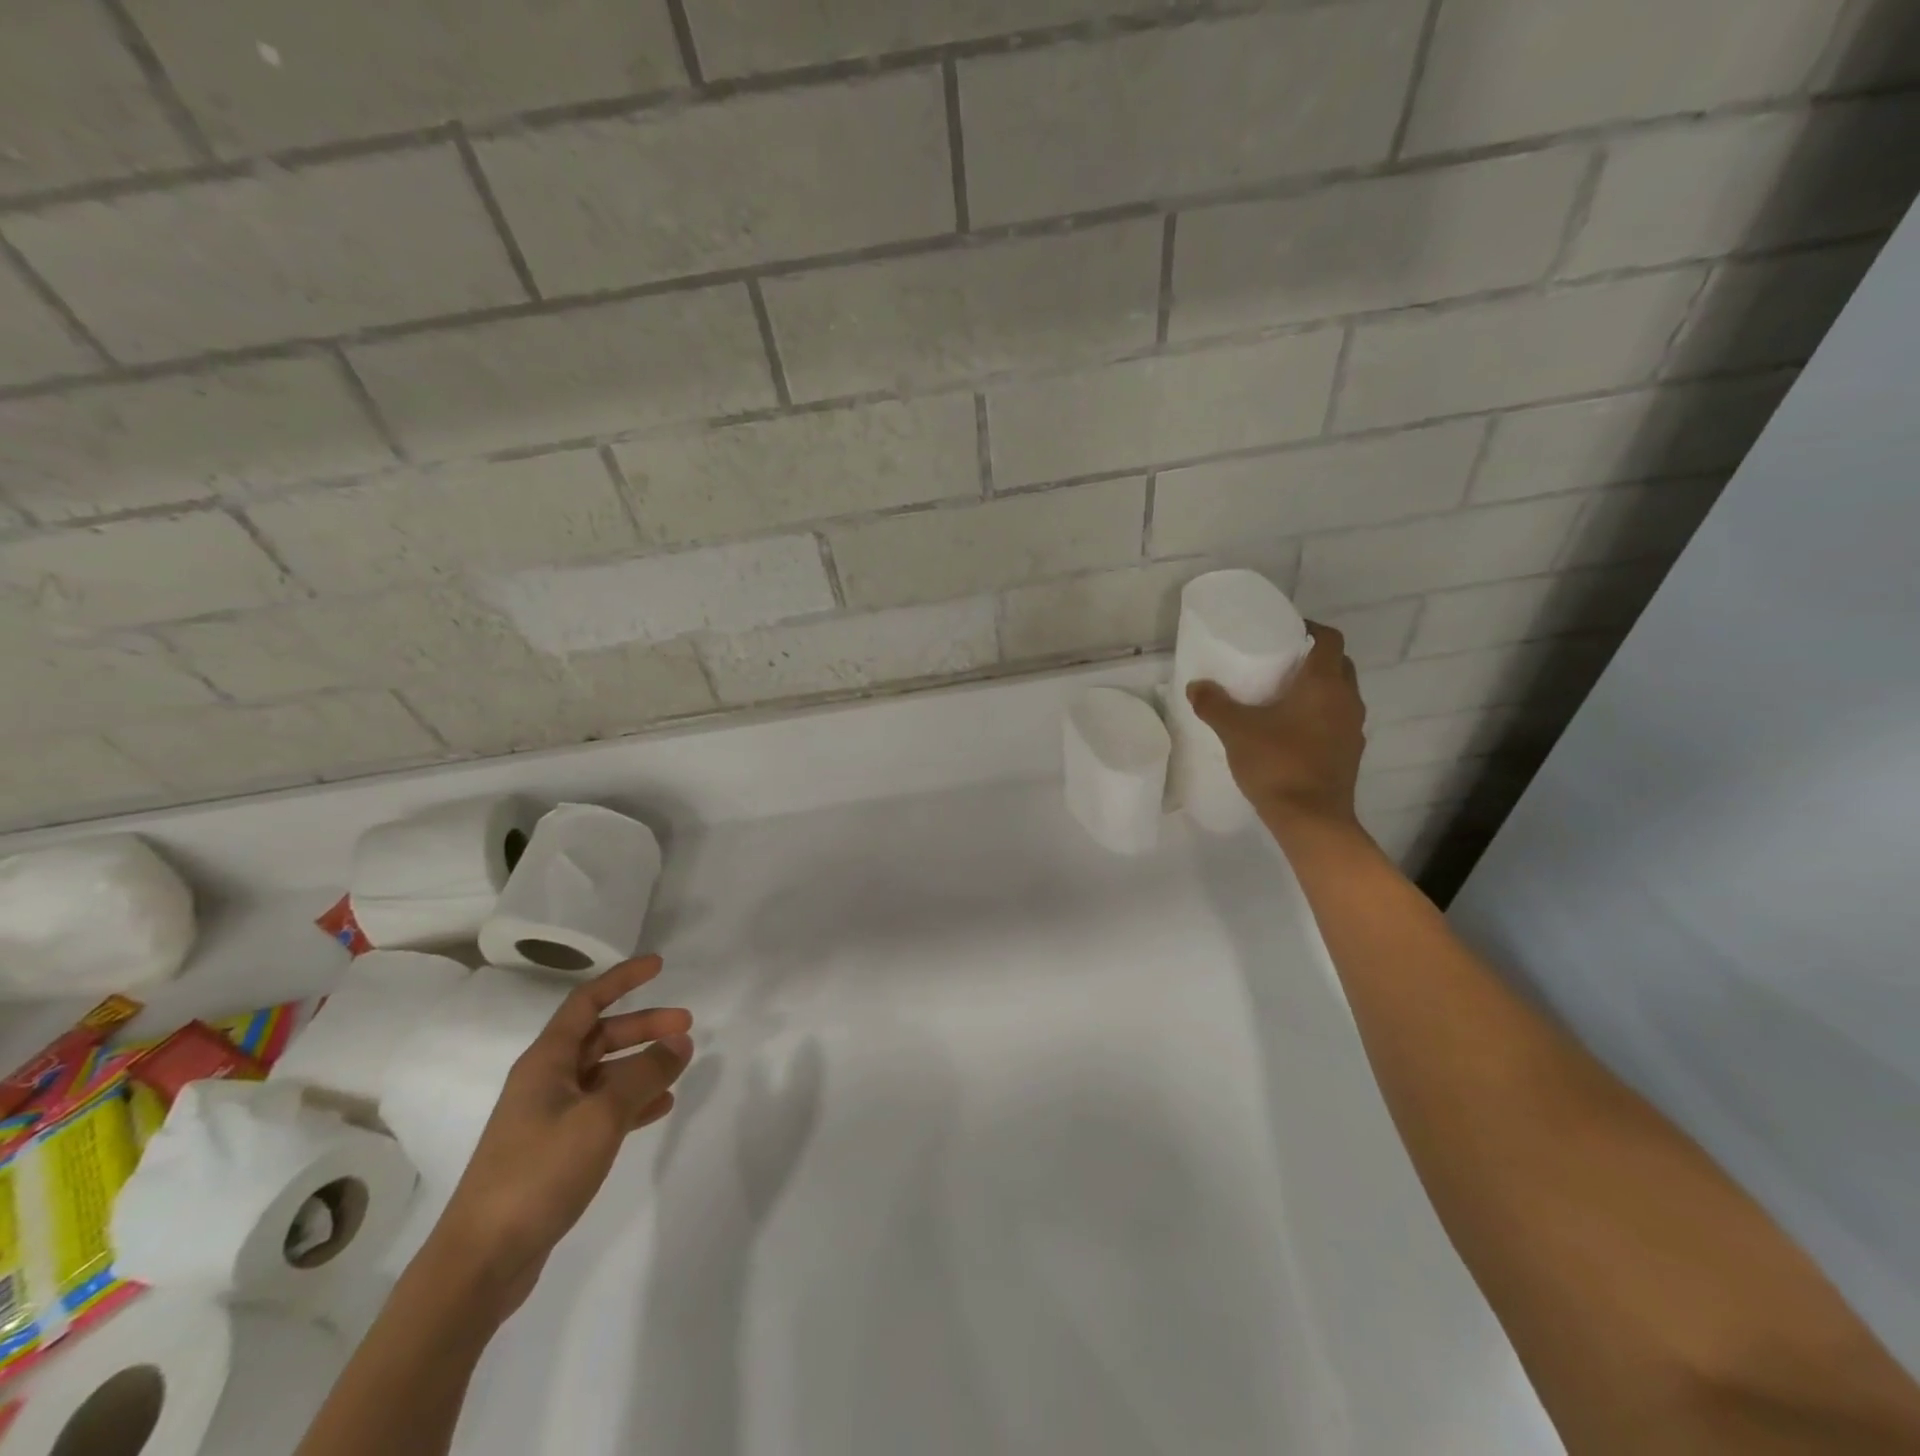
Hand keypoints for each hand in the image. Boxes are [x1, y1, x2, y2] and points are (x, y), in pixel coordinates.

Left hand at [428, 957, 692, 1314]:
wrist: (481, 1262)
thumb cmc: (538, 1174)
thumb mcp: (601, 1117)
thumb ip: (645, 1074)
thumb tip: (680, 1040)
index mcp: (546, 1061)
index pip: (587, 1002)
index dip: (622, 979)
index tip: (658, 965)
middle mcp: (545, 1081)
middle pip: (600, 1036)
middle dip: (643, 1026)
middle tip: (686, 1025)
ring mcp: (547, 1116)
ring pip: (603, 1073)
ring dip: (641, 1063)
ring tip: (679, 1064)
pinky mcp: (553, 1150)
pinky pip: (601, 1108)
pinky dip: (631, 1101)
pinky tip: (660, 1107)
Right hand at [1186, 622, 1366, 830]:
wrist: (1312, 820)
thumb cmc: (1277, 764)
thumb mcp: (1236, 731)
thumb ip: (1214, 705)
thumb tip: (1196, 686)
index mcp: (1325, 683)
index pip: (1329, 639)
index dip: (1309, 629)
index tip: (1284, 632)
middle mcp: (1347, 700)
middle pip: (1338, 665)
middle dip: (1312, 659)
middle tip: (1279, 663)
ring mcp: (1353, 729)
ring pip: (1339, 695)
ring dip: (1317, 689)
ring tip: (1281, 697)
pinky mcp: (1349, 753)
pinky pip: (1336, 721)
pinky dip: (1318, 716)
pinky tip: (1291, 731)